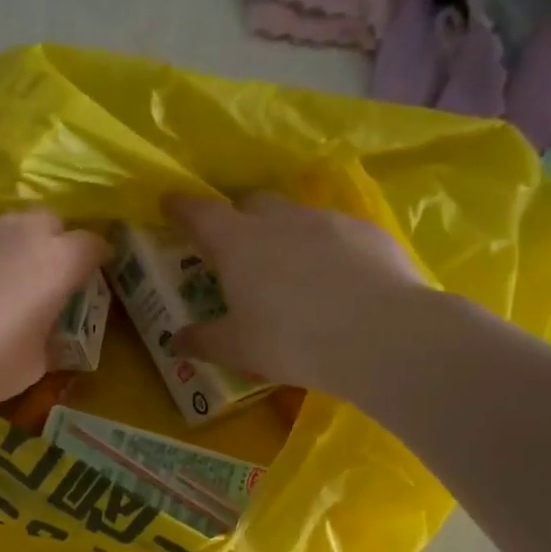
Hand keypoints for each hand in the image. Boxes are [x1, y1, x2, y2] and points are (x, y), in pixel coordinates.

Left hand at [0, 211, 108, 409]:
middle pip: (47, 223)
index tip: (88, 279)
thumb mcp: (33, 365)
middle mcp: (17, 230)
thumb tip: (44, 331)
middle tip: (35, 281)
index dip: (94, 261)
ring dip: (0, 250)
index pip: (92, 245)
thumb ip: (48, 338)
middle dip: (50, 245)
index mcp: (56, 262)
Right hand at [165, 191, 435, 395]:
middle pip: (250, 203)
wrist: (381, 334)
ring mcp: (326, 220)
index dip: (180, 207)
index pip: (199, 212)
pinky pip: (334, 232)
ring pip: (294, 215)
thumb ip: (204, 340)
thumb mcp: (238, 348)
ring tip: (289, 269)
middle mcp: (279, 219)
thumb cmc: (292, 340)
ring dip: (283, 233)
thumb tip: (177, 341)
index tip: (169, 205)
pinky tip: (334, 279)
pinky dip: (324, 247)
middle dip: (237, 217)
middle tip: (235, 248)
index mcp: (237, 242)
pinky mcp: (367, 231)